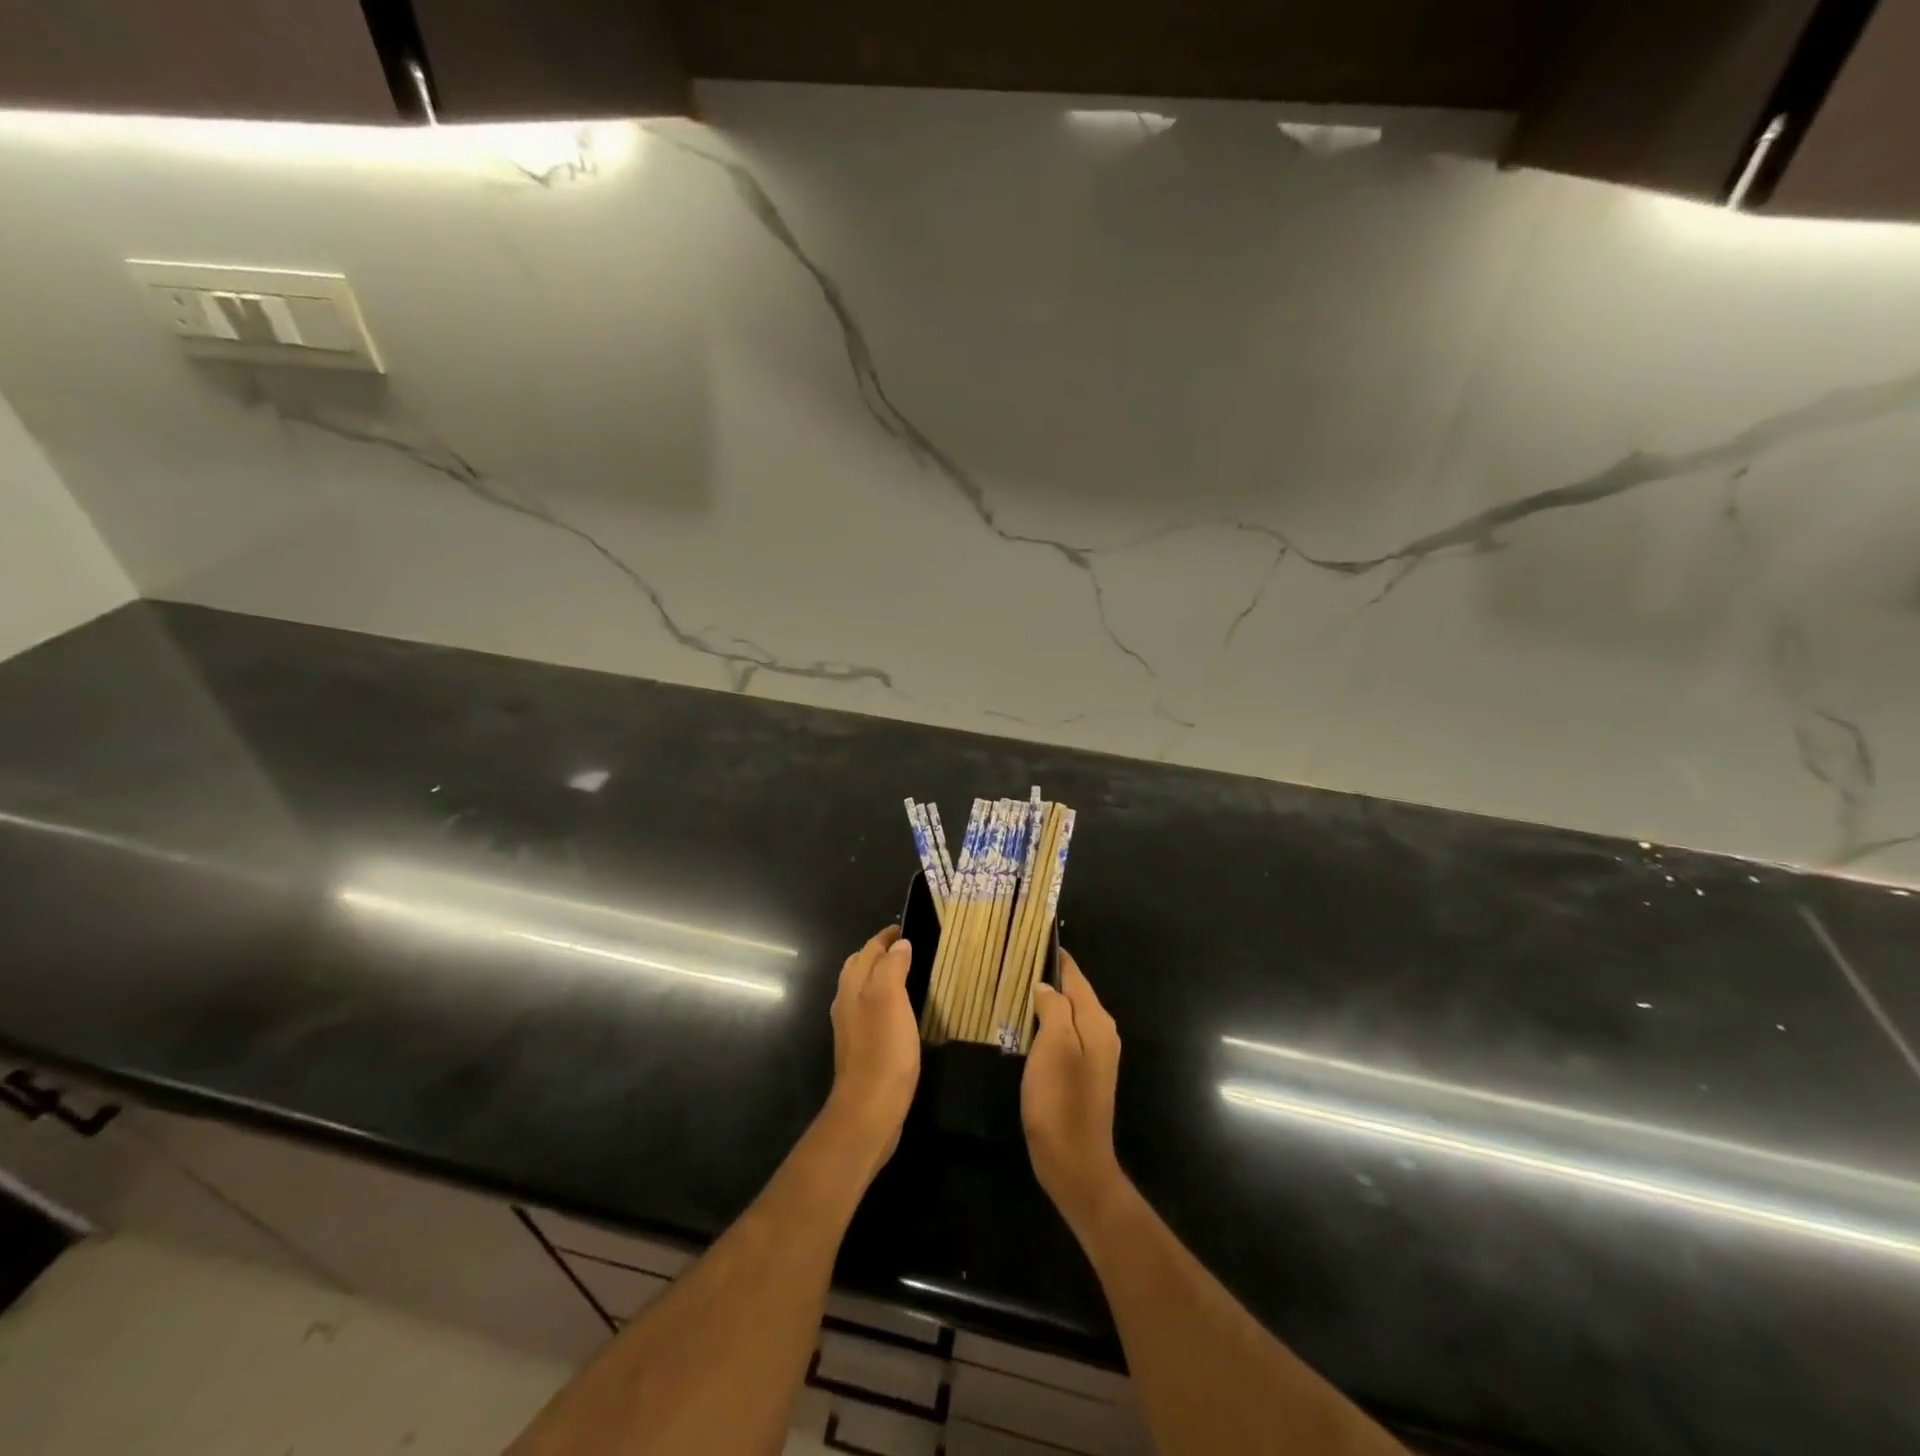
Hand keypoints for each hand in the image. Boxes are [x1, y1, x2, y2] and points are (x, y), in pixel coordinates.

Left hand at [824, 926, 920, 1173]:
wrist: (870, 1109)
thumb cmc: (882, 1049)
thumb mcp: (889, 999)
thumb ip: (892, 967)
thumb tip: (899, 945)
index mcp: (852, 986)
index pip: (867, 950)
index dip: (885, 937)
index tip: (903, 927)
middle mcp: (847, 1003)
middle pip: (860, 967)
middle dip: (879, 953)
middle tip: (905, 947)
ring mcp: (852, 1028)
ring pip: (864, 989)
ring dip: (880, 976)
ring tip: (905, 974)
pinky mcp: (862, 1049)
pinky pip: (872, 1012)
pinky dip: (884, 1001)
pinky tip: (899, 1013)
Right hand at [1022, 950, 1126, 1237]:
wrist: (1074, 1163)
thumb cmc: (1061, 1100)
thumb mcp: (1054, 1046)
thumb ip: (1054, 1007)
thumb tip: (1045, 985)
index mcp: (1097, 1020)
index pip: (1075, 975)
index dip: (1054, 957)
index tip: (1029, 939)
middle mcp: (1102, 1032)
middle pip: (1074, 993)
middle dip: (1048, 977)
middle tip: (1014, 963)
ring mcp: (1096, 1055)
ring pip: (1069, 1015)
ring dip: (1046, 1002)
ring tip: (1016, 989)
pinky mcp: (1085, 1074)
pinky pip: (1066, 1036)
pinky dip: (1048, 1025)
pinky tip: (1027, 1027)